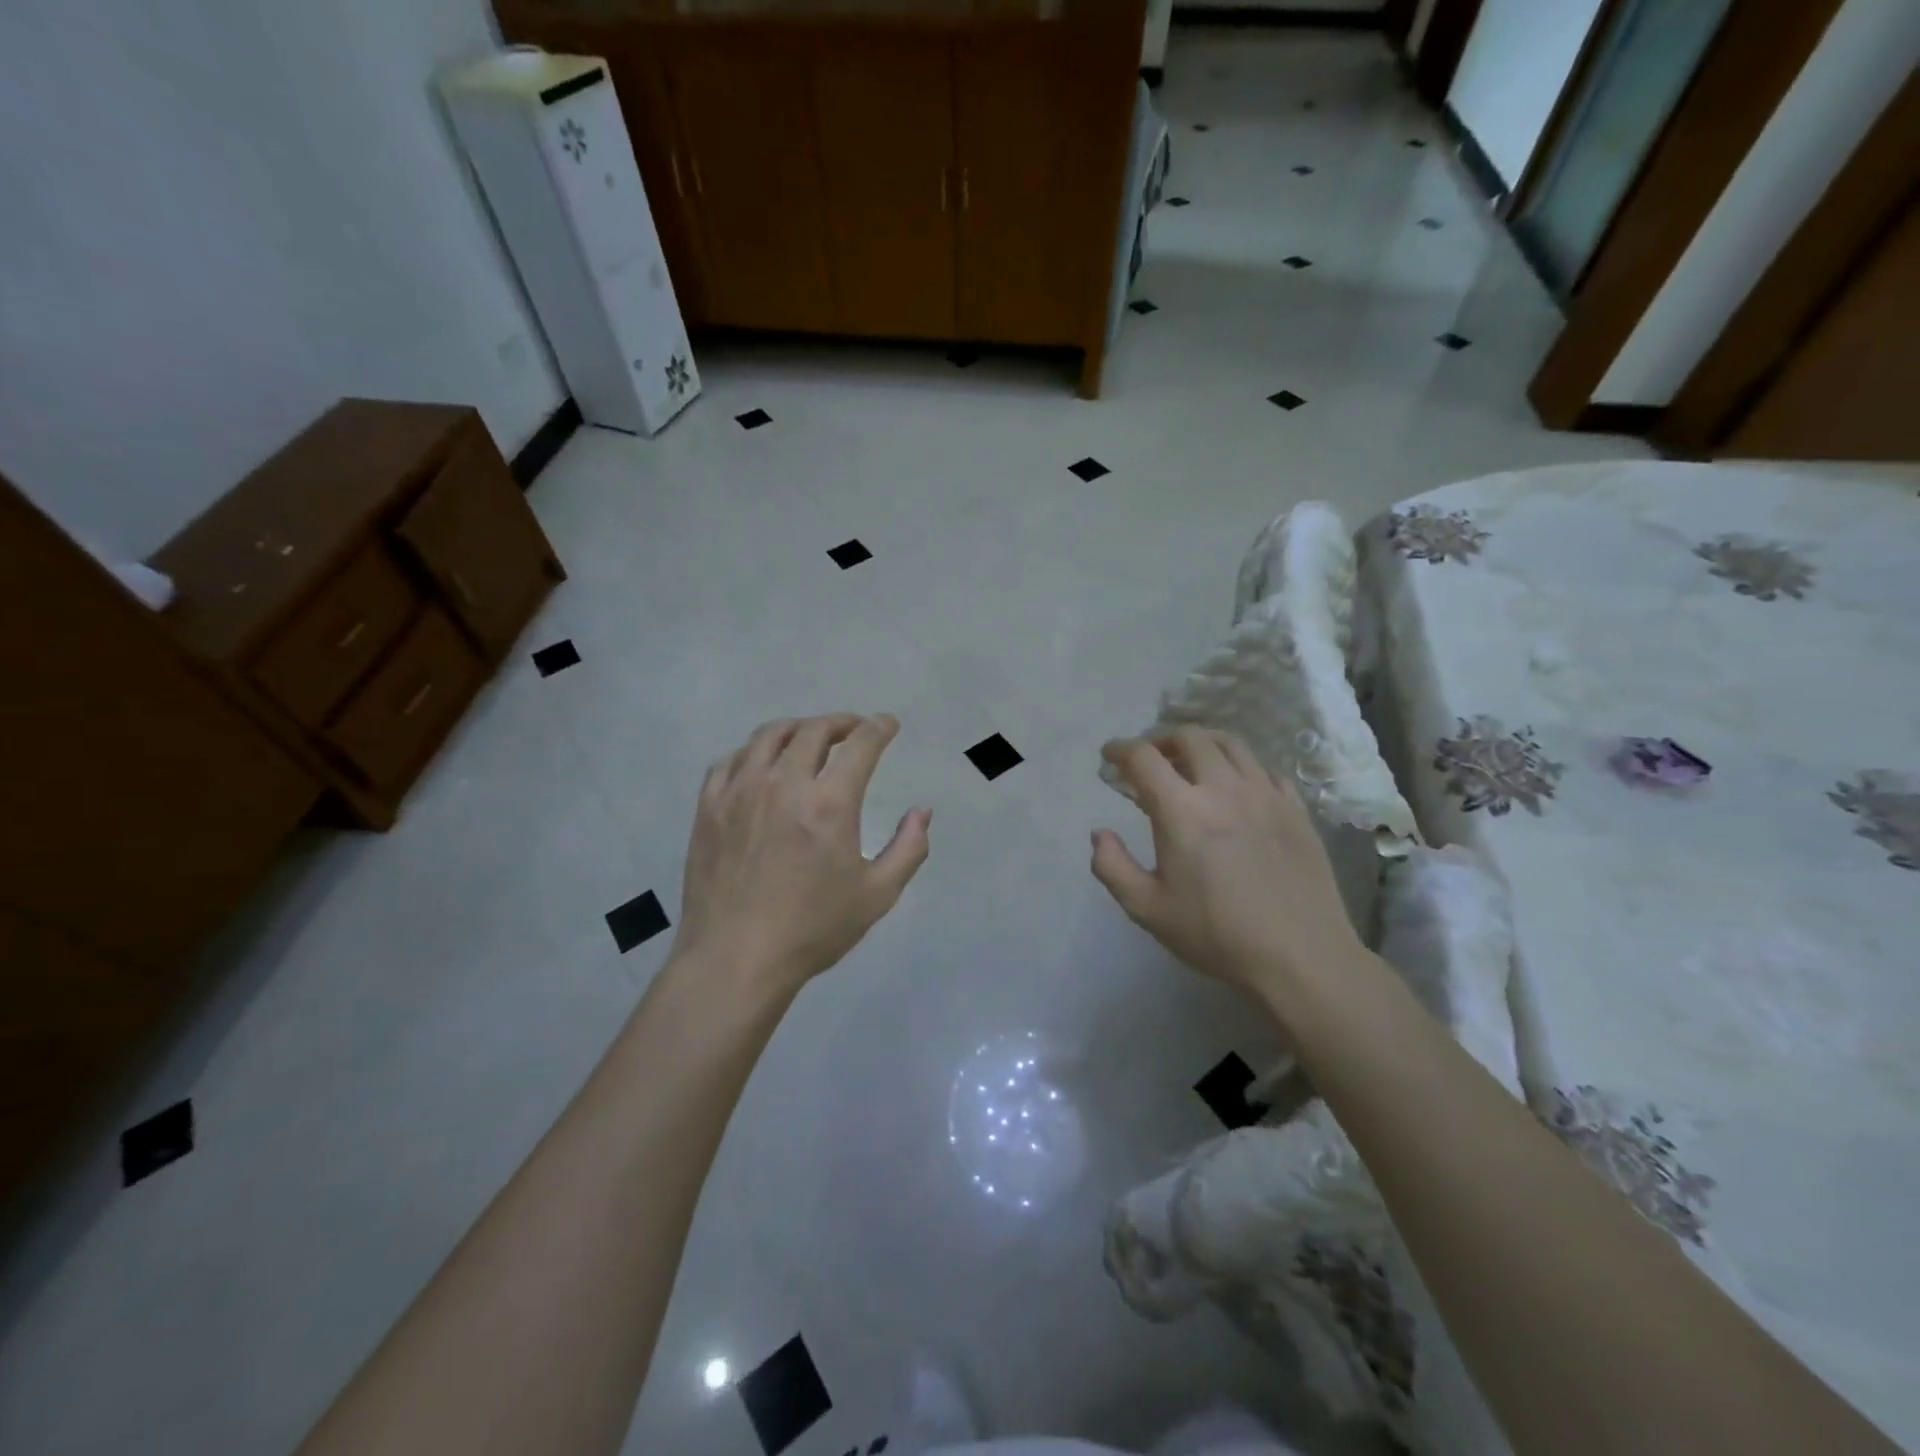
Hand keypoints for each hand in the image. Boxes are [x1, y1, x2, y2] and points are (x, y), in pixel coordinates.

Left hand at [673, 714, 930, 997]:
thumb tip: (922, 812)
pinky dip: (753, 752)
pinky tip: (761, 764)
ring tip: (809, 738)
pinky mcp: (709, 807)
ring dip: (797, 729)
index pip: (861, 745)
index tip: (888, 724)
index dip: (879, 727)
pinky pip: (730, 760)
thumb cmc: (813, 929)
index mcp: (830, 803)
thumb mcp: (878, 894)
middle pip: (814, 731)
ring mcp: (740, 792)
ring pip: (769, 736)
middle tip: (854, 730)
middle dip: (841, 723)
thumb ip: (909, 848)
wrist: (736, 959)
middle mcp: (784, 784)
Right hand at [1090, 728, 1364, 999]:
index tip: (1110, 756)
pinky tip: (1235, 787)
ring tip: (1190, 762)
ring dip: (1202, 743)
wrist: (1300, 956)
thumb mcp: (1147, 909)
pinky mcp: (1295, 809)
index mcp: (1182, 811)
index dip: (1120, 749)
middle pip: (1189, 737)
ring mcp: (1265, 794)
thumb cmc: (1216, 934)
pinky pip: (1264, 769)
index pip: (1143, 758)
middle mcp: (1223, 789)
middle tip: (1150, 759)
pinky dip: (1240, 766)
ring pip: (1231, 744)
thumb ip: (1112, 867)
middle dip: (1161, 740)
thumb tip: (1099, 834)